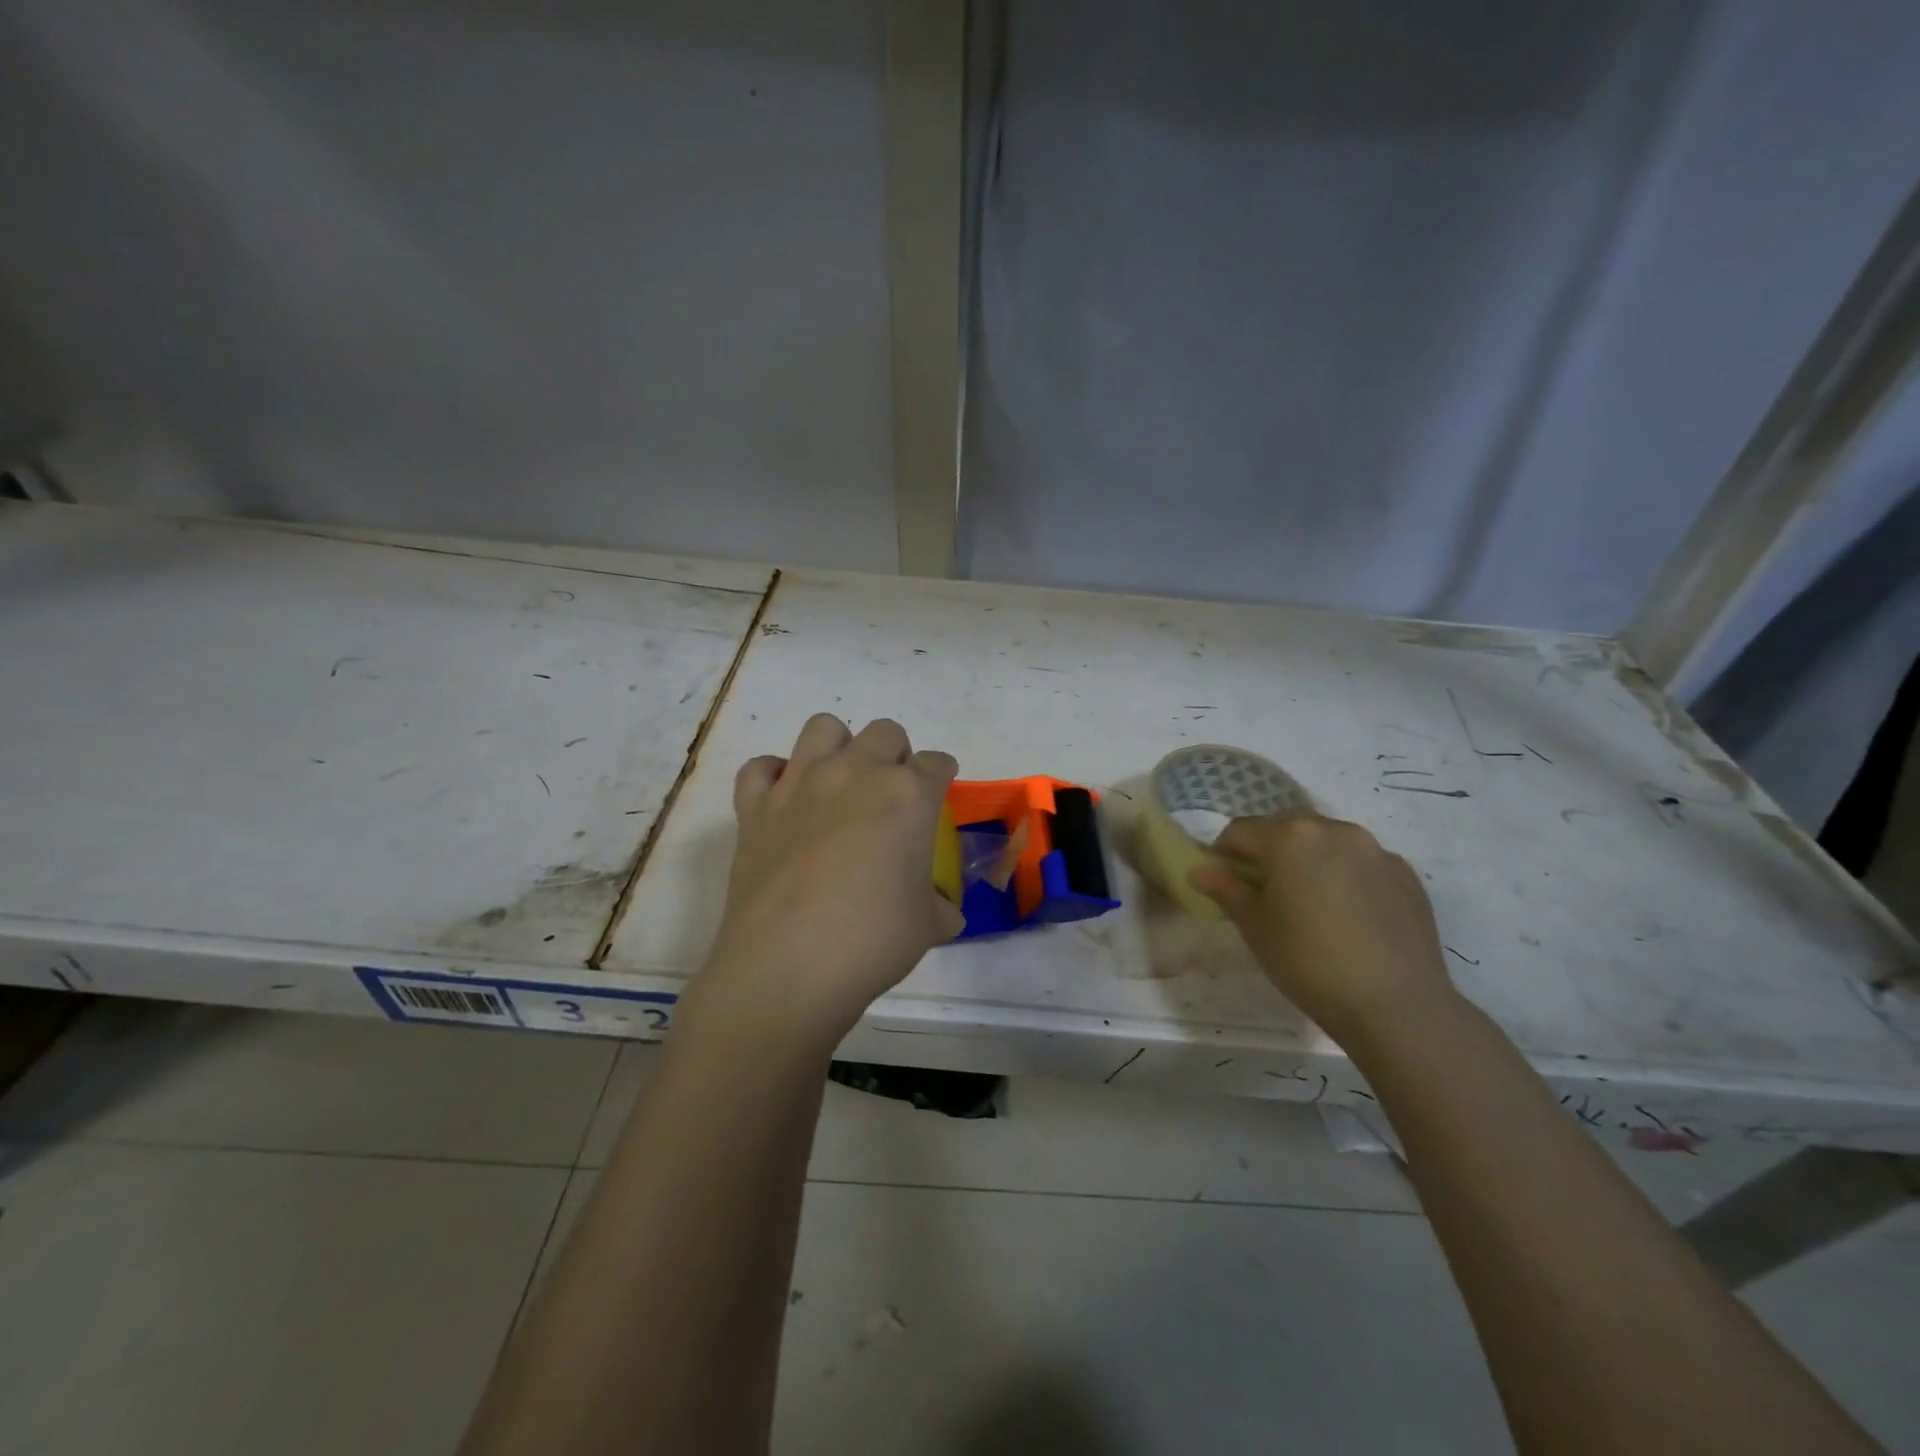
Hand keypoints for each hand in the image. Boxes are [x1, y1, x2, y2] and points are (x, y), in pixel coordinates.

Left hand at [689, 714, 963, 1048]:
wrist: (787, 966)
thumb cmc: (871, 941)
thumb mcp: (927, 926)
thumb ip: (940, 905)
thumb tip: (943, 910)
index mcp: (908, 795)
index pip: (937, 763)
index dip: (941, 777)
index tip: (938, 794)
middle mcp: (855, 772)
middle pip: (885, 733)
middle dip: (895, 755)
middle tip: (891, 794)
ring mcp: (800, 783)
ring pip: (823, 728)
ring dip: (838, 747)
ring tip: (840, 782)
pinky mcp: (755, 805)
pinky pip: (761, 768)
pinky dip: (773, 777)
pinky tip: (784, 802)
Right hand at [1188, 812, 1453, 1044]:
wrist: (1396, 1005)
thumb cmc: (1308, 962)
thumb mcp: (1255, 927)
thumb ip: (1226, 889)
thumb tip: (1200, 870)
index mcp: (1289, 838)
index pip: (1241, 830)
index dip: (1224, 852)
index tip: (1222, 880)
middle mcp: (1334, 830)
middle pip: (1287, 827)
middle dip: (1268, 849)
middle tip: (1263, 889)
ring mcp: (1375, 850)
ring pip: (1328, 841)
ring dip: (1309, 858)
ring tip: (1309, 901)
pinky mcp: (1406, 874)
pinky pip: (1362, 863)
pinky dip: (1345, 875)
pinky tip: (1347, 914)